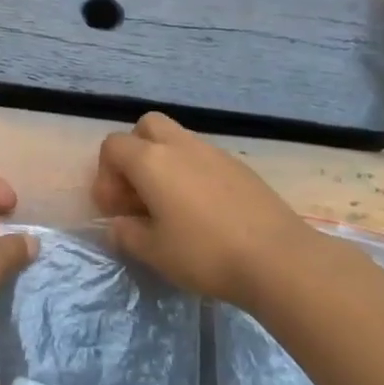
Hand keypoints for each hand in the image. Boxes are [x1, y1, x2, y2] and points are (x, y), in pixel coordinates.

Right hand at [93, 112, 314, 307]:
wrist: (278, 258)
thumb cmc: (205, 254)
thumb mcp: (153, 252)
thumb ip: (125, 234)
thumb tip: (118, 225)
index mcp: (151, 161)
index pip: (113, 146)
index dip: (105, 176)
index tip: (115, 210)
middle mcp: (180, 145)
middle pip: (146, 126)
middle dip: (134, 153)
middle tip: (139, 193)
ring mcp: (214, 152)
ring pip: (177, 139)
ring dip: (164, 163)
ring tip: (170, 205)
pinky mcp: (239, 166)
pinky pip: (203, 157)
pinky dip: (191, 173)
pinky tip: (202, 210)